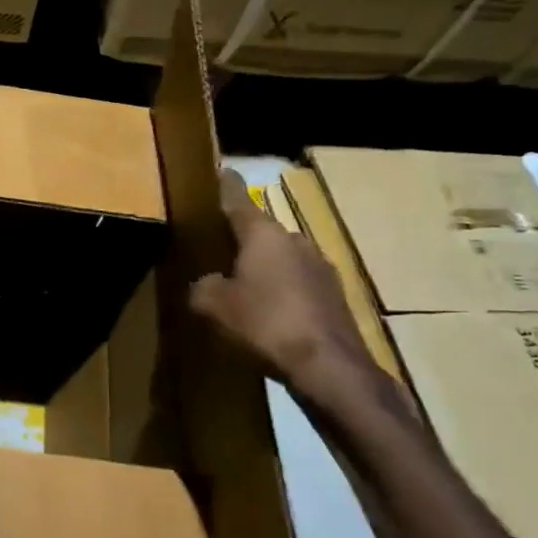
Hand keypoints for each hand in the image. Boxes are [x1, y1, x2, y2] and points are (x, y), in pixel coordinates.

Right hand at [189, 169, 382, 407]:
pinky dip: (283, 294)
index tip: (221, 171)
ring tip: (245, 291)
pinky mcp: (335, 296)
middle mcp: (296, 240)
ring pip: (282, 260)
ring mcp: (321, 267)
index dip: (226, 187)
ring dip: (265, 270)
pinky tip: (271, 317)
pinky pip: (299, 286)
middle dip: (242, 241)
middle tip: (219, 253)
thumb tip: (207, 283)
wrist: (329, 366)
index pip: (238, 200)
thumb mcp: (214, 306)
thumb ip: (202, 287)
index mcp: (264, 234)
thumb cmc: (265, 324)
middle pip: (262, 233)